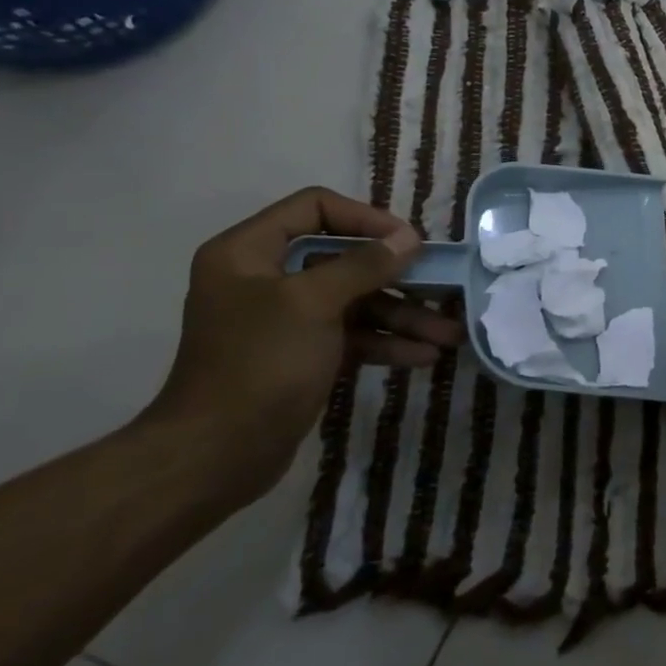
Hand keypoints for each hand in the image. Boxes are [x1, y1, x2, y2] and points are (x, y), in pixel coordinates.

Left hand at [145, 187, 464, 501]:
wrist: (216, 456)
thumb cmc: (259, 364)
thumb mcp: (313, 304)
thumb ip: (363, 265)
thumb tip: (409, 238)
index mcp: (249, 252)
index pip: (315, 209)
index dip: (366, 218)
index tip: (409, 242)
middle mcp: (267, 278)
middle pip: (345, 259)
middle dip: (398, 277)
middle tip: (444, 286)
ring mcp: (287, 319)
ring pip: (356, 302)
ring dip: (404, 316)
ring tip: (450, 335)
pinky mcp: (304, 355)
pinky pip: (353, 336)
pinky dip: (387, 343)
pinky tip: (424, 357)